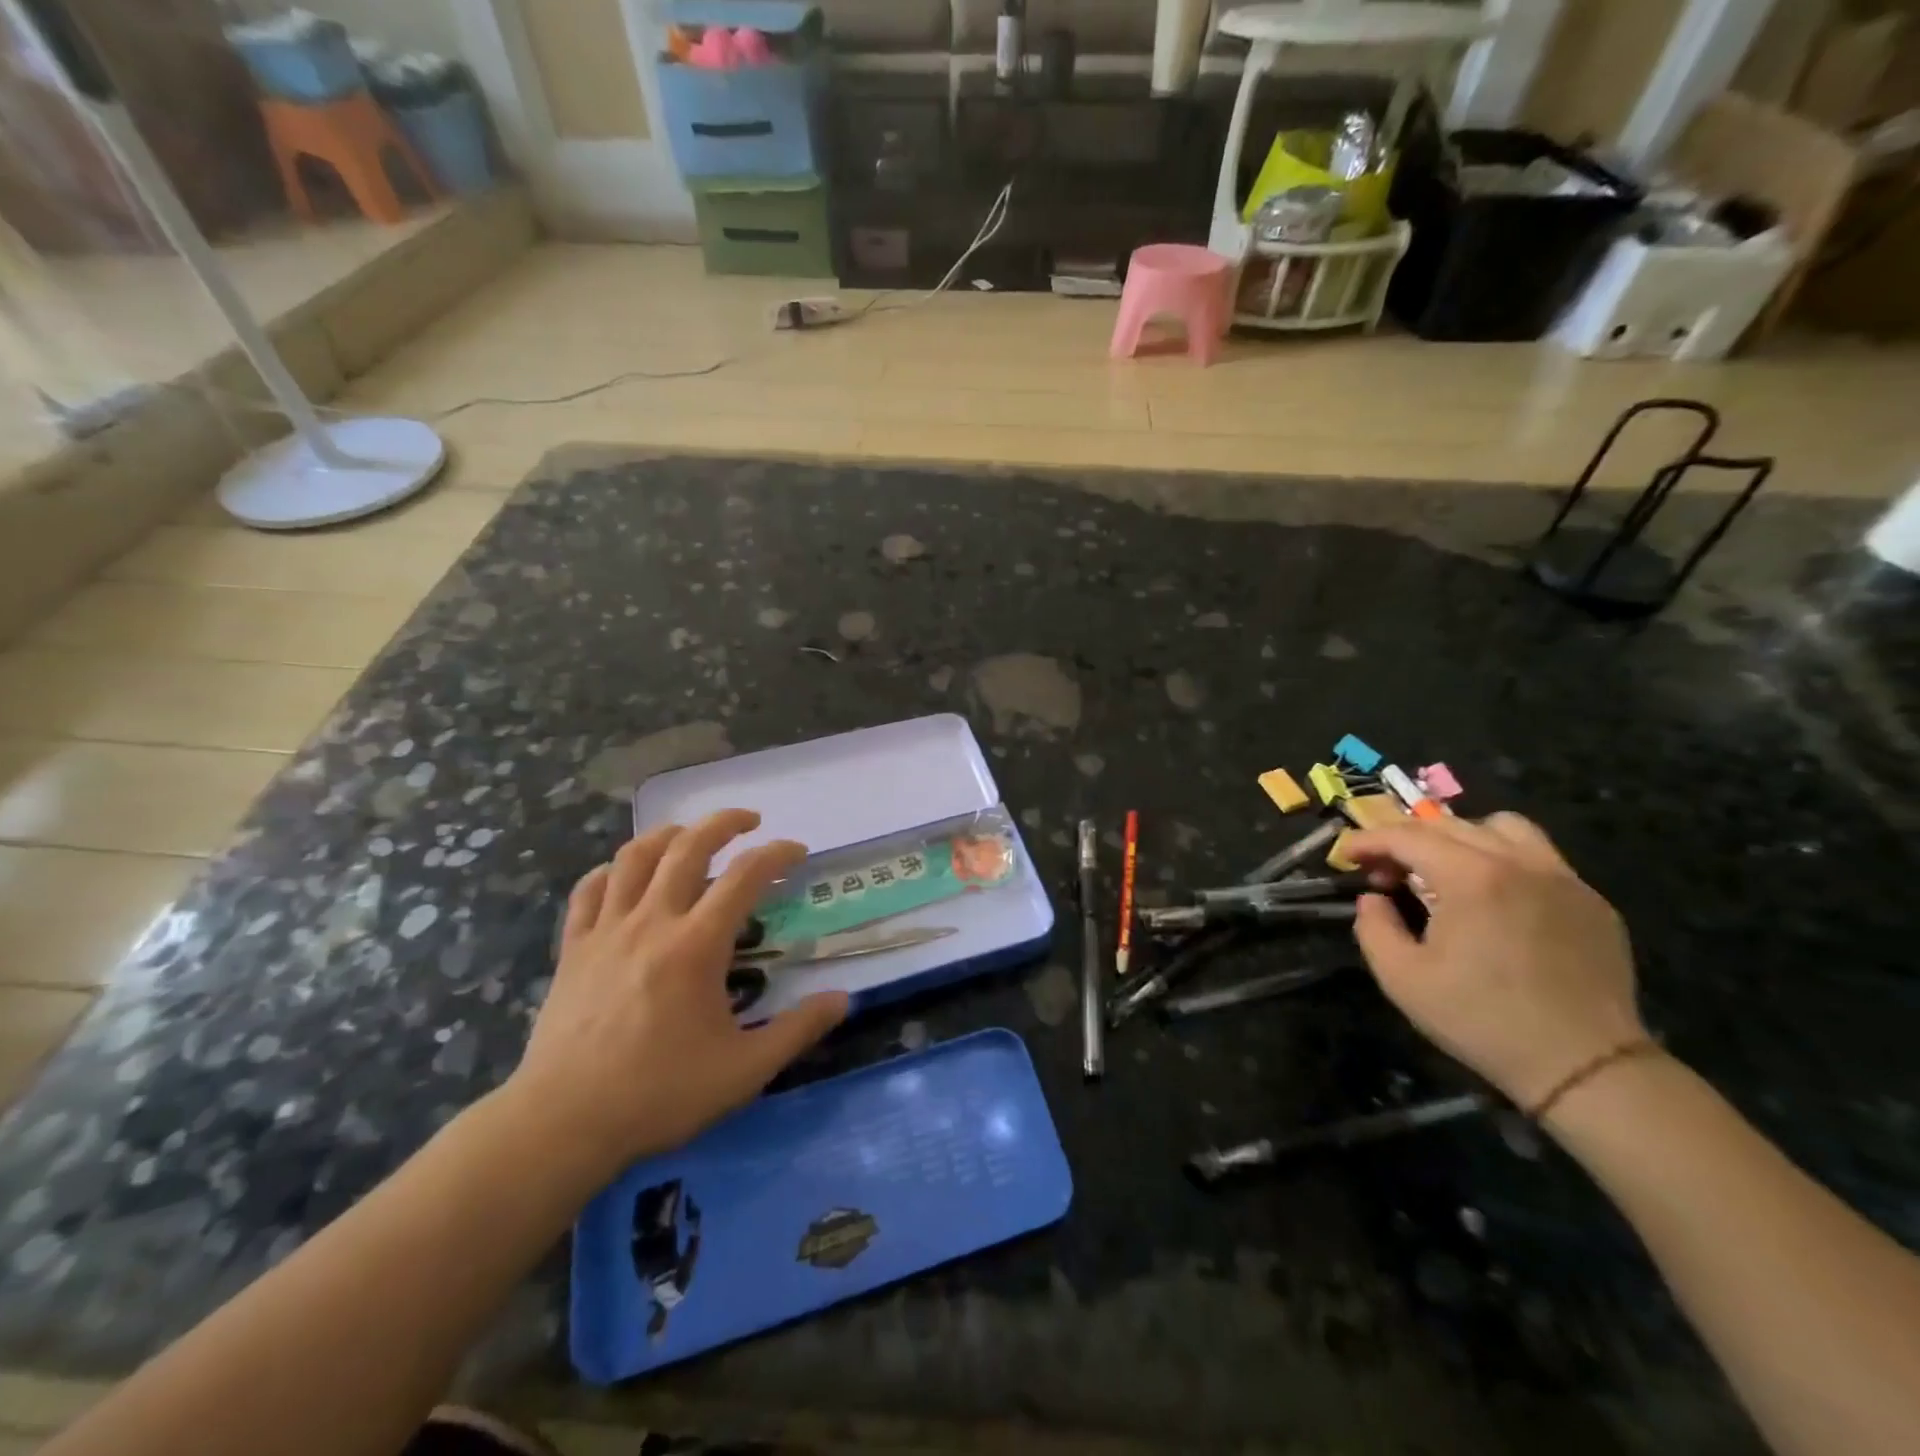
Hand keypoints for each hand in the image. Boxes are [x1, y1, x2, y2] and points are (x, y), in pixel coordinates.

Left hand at [506, 810, 848, 1180]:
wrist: (562, 1124)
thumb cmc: (659, 1095)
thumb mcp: (744, 1071)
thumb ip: (797, 1030)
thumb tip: (842, 1000)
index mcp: (697, 944)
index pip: (746, 876)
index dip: (777, 854)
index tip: (797, 852)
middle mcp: (652, 921)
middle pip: (688, 846)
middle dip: (723, 823)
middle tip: (749, 821)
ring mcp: (606, 931)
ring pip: (635, 857)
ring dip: (668, 835)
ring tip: (690, 834)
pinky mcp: (573, 948)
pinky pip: (589, 890)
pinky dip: (611, 870)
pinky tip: (624, 874)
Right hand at [1344, 813, 1645, 1110]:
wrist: (1584, 1066)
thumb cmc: (1481, 1019)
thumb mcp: (1402, 978)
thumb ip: (1373, 927)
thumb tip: (1373, 899)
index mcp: (1471, 877)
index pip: (1406, 836)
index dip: (1368, 840)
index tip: (1346, 856)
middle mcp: (1518, 862)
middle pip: (1448, 824)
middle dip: (1405, 840)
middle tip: (1385, 871)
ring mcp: (1562, 878)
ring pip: (1502, 828)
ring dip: (1460, 837)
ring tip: (1444, 870)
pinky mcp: (1591, 901)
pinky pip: (1540, 857)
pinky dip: (1504, 859)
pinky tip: (1494, 897)